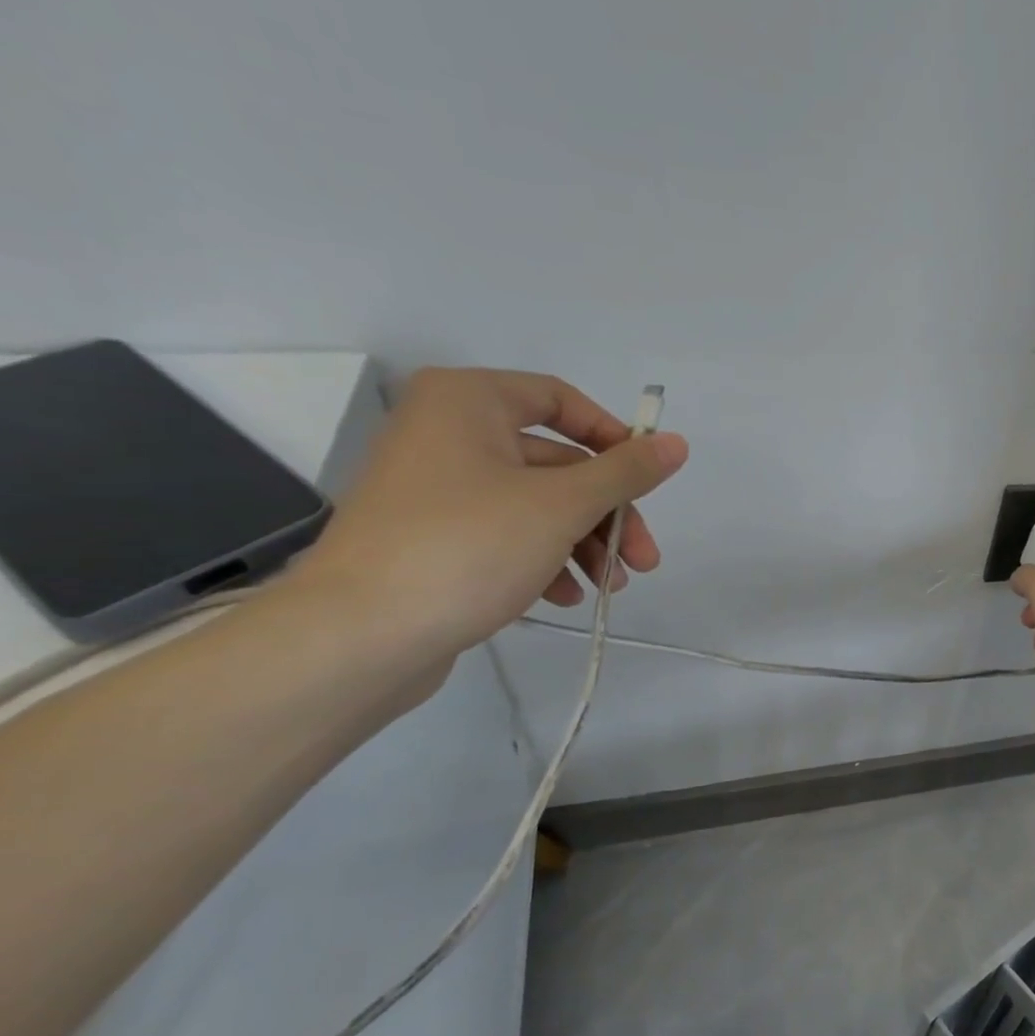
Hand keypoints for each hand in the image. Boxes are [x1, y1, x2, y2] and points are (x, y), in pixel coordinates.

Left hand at [290, 368, 687, 662]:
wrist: (358, 636)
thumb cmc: (467, 547)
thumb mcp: (563, 505)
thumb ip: (626, 472)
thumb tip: (676, 443)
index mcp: (468, 403)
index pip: (561, 399)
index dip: (614, 438)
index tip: (648, 481)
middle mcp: (447, 433)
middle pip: (557, 463)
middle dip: (608, 514)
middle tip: (643, 559)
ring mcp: (436, 487)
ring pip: (536, 503)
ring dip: (584, 543)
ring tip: (610, 587)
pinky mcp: (431, 536)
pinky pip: (506, 533)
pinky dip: (544, 559)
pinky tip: (563, 596)